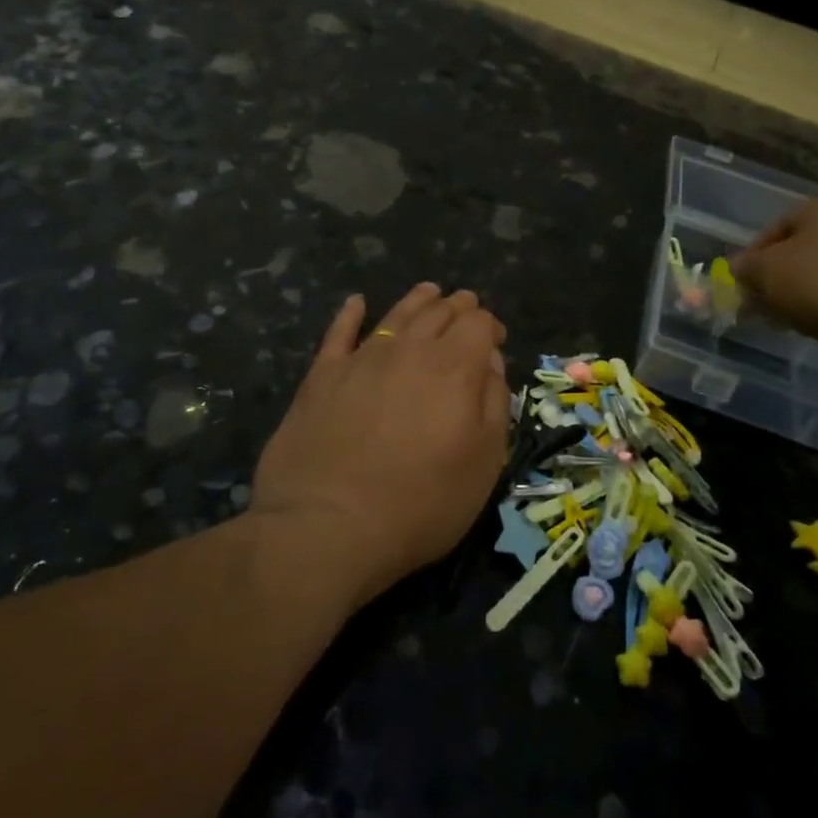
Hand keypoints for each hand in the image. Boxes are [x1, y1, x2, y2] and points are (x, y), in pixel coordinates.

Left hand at [252, 283, 510, 608]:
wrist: (328, 525)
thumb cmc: (420, 504)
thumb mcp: (483, 464)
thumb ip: (493, 405)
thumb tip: (490, 363)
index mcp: (454, 368)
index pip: (479, 324)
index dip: (490, 326)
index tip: (495, 340)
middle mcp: (410, 349)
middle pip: (439, 312)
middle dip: (458, 307)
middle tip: (466, 308)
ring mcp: (362, 359)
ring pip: (396, 314)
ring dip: (418, 300)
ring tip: (429, 292)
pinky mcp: (322, 376)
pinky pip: (339, 332)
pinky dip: (350, 313)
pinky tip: (357, 303)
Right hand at [732, 191, 817, 353]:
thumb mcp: (766, 272)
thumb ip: (746, 267)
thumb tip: (737, 268)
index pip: (778, 226)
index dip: (754, 257)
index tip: (742, 284)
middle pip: (806, 248)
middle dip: (780, 276)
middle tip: (763, 303)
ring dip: (805, 290)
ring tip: (789, 317)